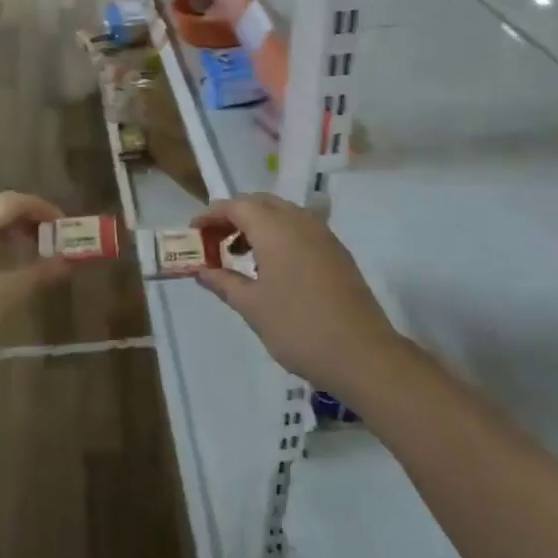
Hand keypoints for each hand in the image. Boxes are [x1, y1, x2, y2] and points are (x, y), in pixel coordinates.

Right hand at [194, 194, 402, 398]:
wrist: (363, 354)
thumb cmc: (298, 327)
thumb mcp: (252, 307)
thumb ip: (224, 283)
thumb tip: (201, 271)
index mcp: (275, 228)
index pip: (236, 205)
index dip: (212, 214)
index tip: (194, 231)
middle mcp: (300, 222)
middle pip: (260, 203)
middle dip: (234, 216)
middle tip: (215, 242)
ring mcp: (323, 235)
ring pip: (283, 214)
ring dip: (258, 226)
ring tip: (241, 256)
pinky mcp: (337, 252)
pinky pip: (301, 229)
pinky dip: (280, 236)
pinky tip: (273, 268)